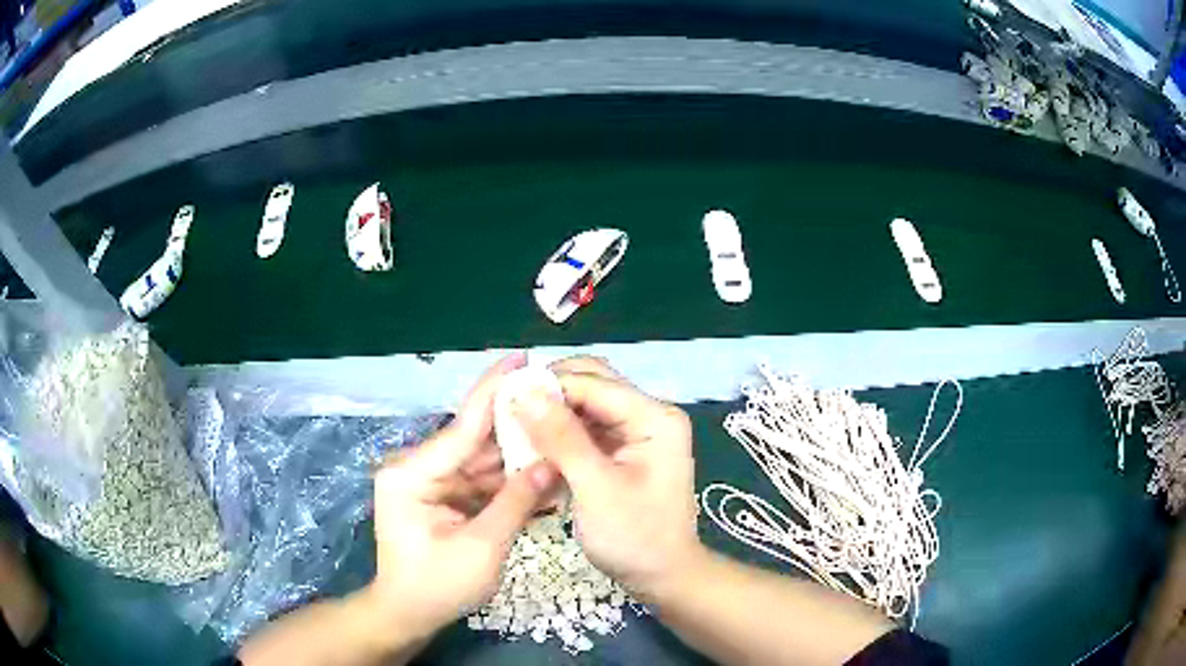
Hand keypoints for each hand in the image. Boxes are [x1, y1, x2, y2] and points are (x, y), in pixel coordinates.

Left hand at [368, 353, 560, 637]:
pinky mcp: (442, 496)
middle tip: (559, 403)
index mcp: (413, 473)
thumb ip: (515, 501)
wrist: (408, 614)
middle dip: (517, 425)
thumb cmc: (436, 587)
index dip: (494, 391)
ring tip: (559, 437)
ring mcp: (430, 481)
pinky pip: (480, 480)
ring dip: (518, 454)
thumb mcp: (481, 548)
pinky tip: (542, 472)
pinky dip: (509, 480)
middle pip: (474, 439)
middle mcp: (418, 467)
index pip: (462, 426)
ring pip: (482, 460)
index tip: (522, 357)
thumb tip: (549, 461)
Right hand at [512, 357, 702, 600]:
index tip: (502, 397)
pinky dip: (560, 433)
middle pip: (591, 384)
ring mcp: (637, 431)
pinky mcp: (623, 449)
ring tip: (513, 426)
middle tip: (507, 410)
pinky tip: (534, 444)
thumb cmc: (635, 538)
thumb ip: (562, 438)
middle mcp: (648, 414)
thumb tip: (524, 392)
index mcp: (654, 417)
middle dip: (549, 393)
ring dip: (551, 413)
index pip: (592, 382)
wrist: (663, 576)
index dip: (546, 385)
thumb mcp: (595, 489)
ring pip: (585, 404)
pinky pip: (586, 427)